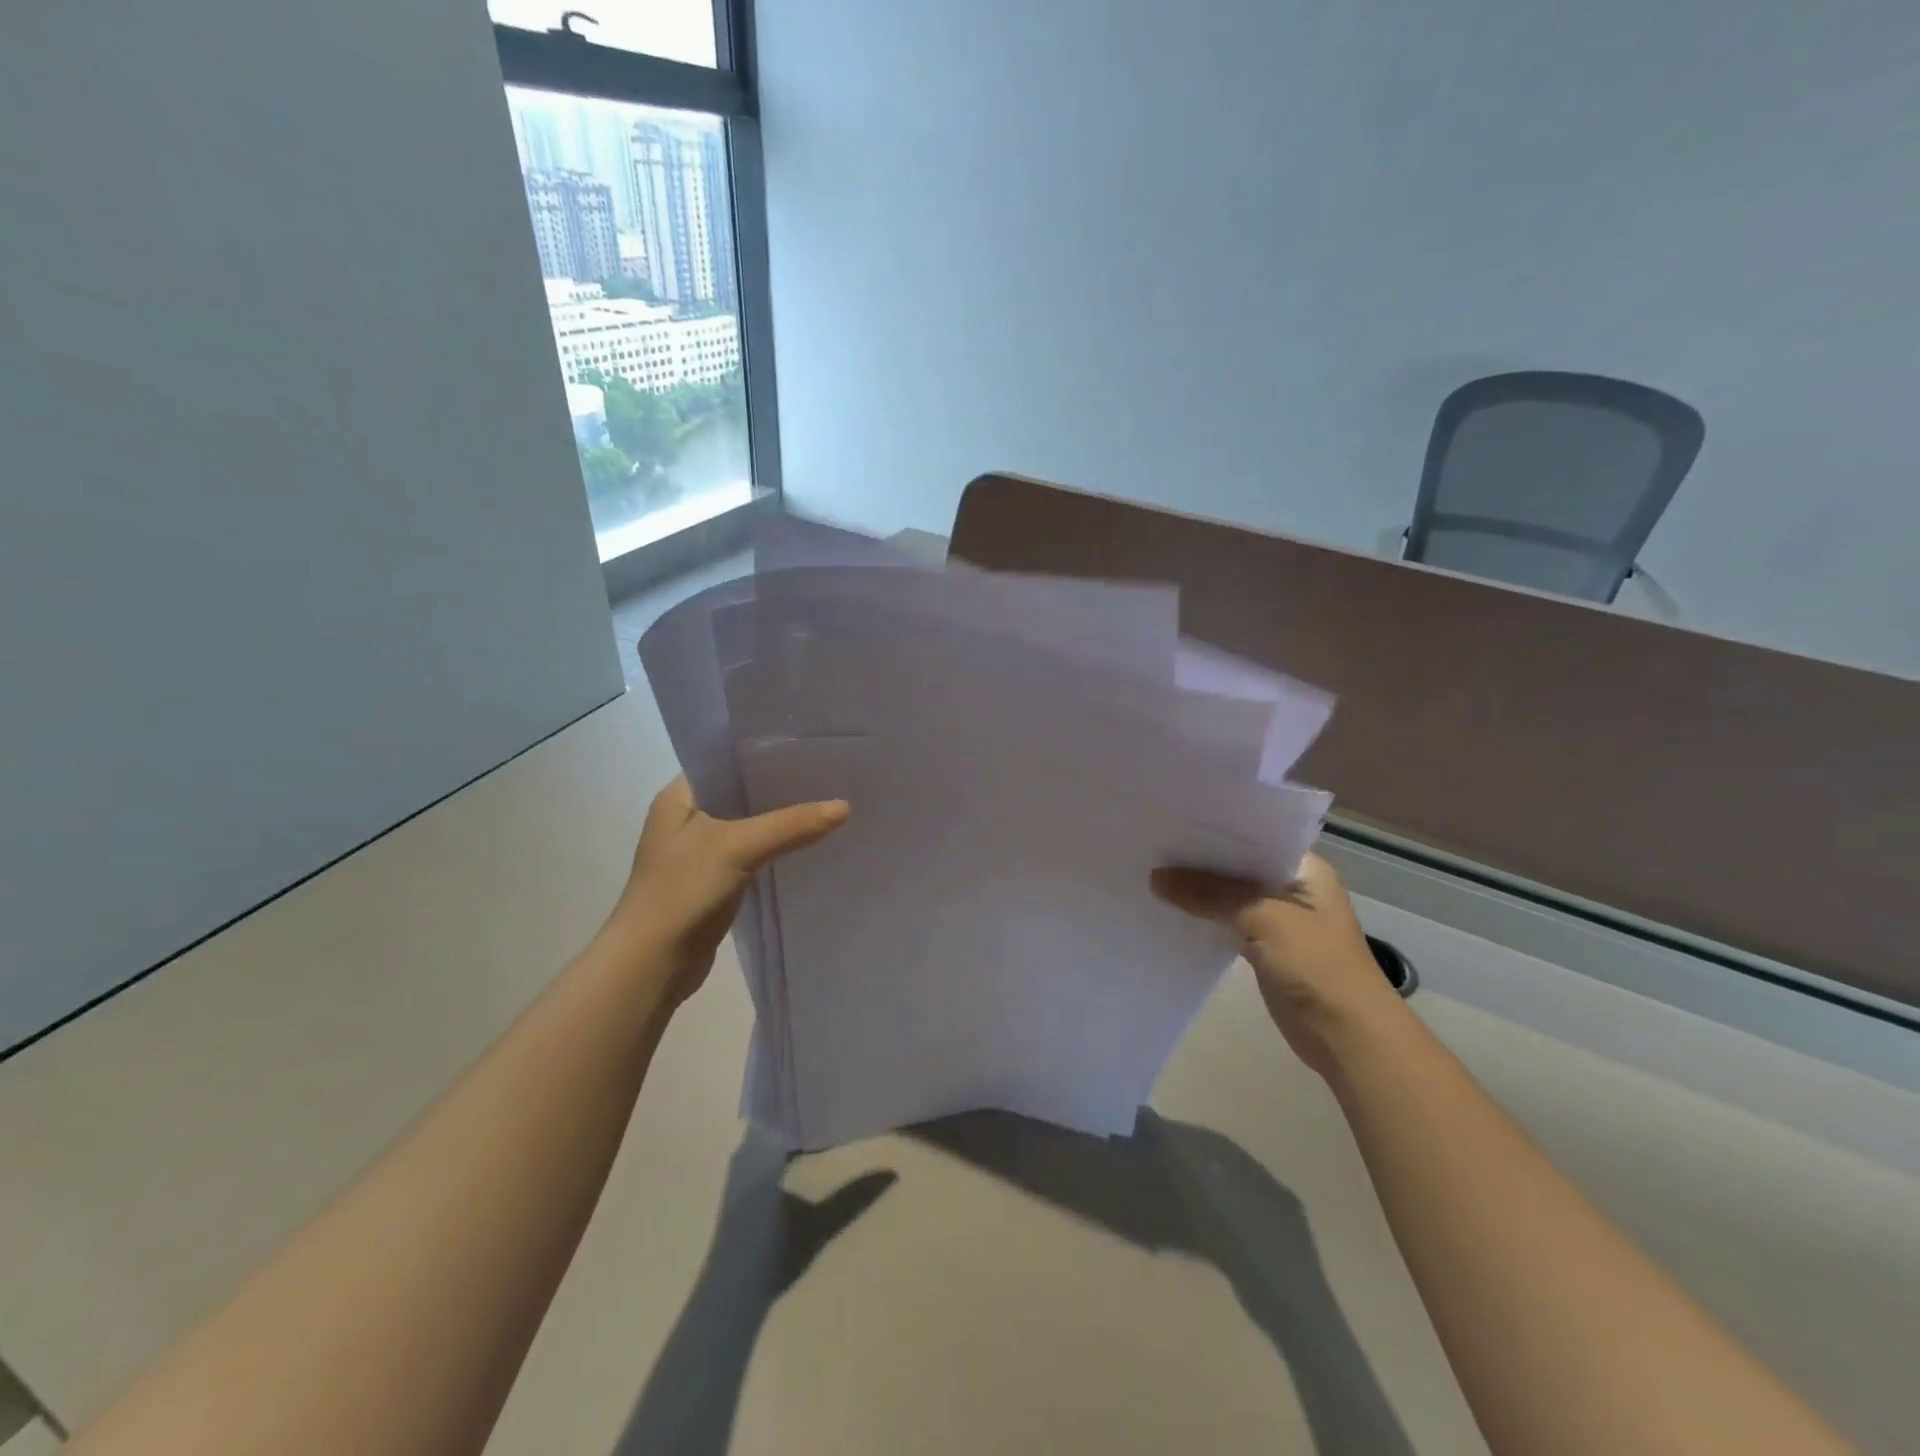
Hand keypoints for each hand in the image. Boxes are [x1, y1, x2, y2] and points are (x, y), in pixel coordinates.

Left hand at [603, 776, 848, 1005]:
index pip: (726, 759)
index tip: (808, 747)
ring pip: (748, 824)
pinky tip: (807, 844)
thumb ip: (791, 824)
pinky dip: (775, 847)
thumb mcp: (738, 847)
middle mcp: (686, 817)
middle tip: (827, 775)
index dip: (765, 752)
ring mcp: (698, 851)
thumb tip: (845, 806)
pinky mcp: (711, 880)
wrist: (651, 964)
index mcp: (679, 796)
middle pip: (741, 792)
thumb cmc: (682, 891)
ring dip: (780, 819)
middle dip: (780, 787)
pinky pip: (751, 852)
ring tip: (826, 804)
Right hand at [1151, 853, 1404, 1077]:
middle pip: (1237, 864)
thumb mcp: (1264, 919)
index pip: (1254, 835)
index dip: (1215, 828)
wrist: (1348, 1036)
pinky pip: (1225, 921)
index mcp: (1305, 868)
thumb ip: (1209, 895)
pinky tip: (1169, 907)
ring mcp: (1277, 918)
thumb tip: (1154, 877)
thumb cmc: (1317, 965)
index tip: (1173, 819)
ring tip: (1150, 870)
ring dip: (1198, 888)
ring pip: (1228, 894)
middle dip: (1199, 858)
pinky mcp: (1263, 946)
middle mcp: (1291, 887)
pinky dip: (1202, 915)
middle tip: (1152, 841)